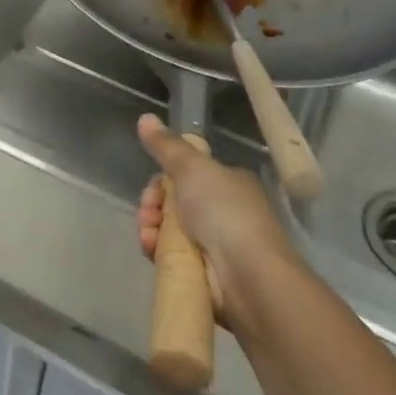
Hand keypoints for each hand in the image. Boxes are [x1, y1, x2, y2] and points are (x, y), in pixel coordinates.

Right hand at [135, 114, 310, 336]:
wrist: (249, 276)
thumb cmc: (225, 213)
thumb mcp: (192, 168)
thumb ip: (167, 146)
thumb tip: (145, 118)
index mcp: (228, 184)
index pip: (186, 176)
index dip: (162, 180)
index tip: (153, 189)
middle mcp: (224, 212)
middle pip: (174, 203)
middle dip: (153, 207)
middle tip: (148, 213)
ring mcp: (216, 245)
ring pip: (169, 231)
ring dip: (152, 229)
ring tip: (149, 236)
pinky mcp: (206, 274)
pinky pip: (173, 257)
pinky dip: (159, 253)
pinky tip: (153, 252)